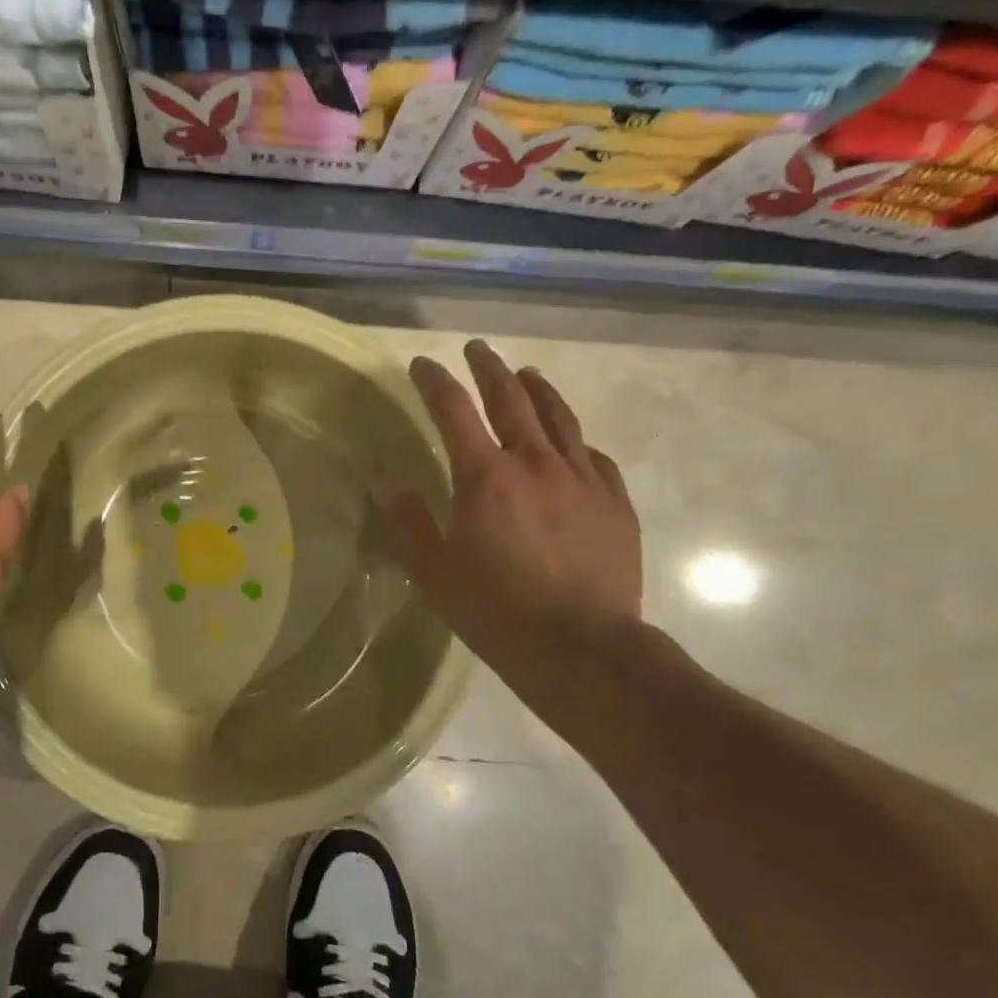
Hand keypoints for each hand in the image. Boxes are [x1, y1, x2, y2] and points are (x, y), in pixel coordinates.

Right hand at [377, 339, 641, 685]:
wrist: (581, 648)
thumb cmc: (496, 612)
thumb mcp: (436, 572)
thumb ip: (412, 521)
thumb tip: (383, 481)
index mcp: (484, 476)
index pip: (453, 410)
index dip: (434, 381)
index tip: (423, 364)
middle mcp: (533, 463)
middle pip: (510, 398)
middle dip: (489, 369)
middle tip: (477, 349)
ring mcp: (580, 479)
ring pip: (559, 417)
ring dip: (538, 390)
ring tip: (527, 374)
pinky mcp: (614, 502)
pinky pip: (594, 457)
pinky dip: (575, 441)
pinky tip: (572, 442)